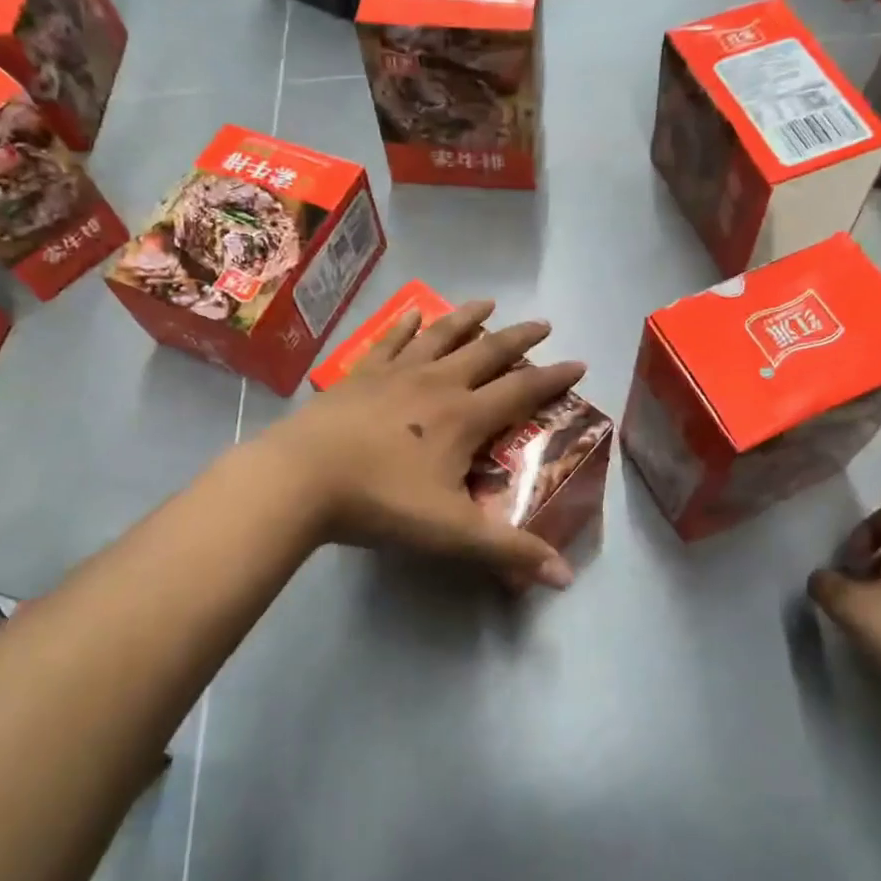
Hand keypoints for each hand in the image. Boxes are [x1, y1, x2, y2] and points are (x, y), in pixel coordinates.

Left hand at [263, 300, 585, 587]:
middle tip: (544, 324)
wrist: (301, 479)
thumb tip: (566, 577)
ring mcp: (395, 374)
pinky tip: (413, 313)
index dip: (554, 378)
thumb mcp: (452, 533)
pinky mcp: (359, 375)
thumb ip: (509, 552)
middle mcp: (436, 384)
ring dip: (467, 319)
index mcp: (464, 417)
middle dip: (519, 339)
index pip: (521, 391)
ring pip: (441, 337)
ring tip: (488, 303)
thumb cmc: (381, 502)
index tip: (579, 362)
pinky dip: (405, 326)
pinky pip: (389, 342)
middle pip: (487, 353)